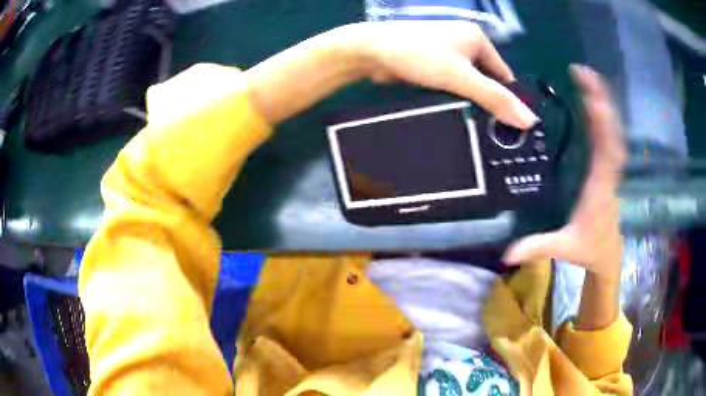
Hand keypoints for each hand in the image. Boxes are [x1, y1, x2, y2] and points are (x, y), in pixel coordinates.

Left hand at [245, 21, 537, 128]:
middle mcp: (464, 42)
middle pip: (486, 80)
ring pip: (468, 84)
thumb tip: (528, 120)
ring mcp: (446, 51)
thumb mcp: (460, 77)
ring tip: (475, 129)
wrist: (370, 52)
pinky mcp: (431, 63)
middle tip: (492, 133)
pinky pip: (451, 84)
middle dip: (487, 103)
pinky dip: (454, 99)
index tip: (508, 127)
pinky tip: (456, 116)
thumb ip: (494, 98)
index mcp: (477, 38)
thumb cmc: (418, 55)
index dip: (507, 99)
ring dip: (470, 103)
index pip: (503, 75)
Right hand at [502, 65, 626, 283]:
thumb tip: (507, 251)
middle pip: (611, 131)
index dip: (600, 122)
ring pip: (613, 129)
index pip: (604, 150)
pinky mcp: (608, 166)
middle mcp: (609, 172)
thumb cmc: (589, 248)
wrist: (609, 253)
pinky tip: (594, 100)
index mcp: (600, 187)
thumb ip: (538, 247)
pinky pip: (610, 135)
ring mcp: (611, 167)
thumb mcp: (564, 248)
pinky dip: (604, 114)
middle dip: (600, 99)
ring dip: (603, 101)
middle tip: (583, 72)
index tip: (588, 96)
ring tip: (588, 76)